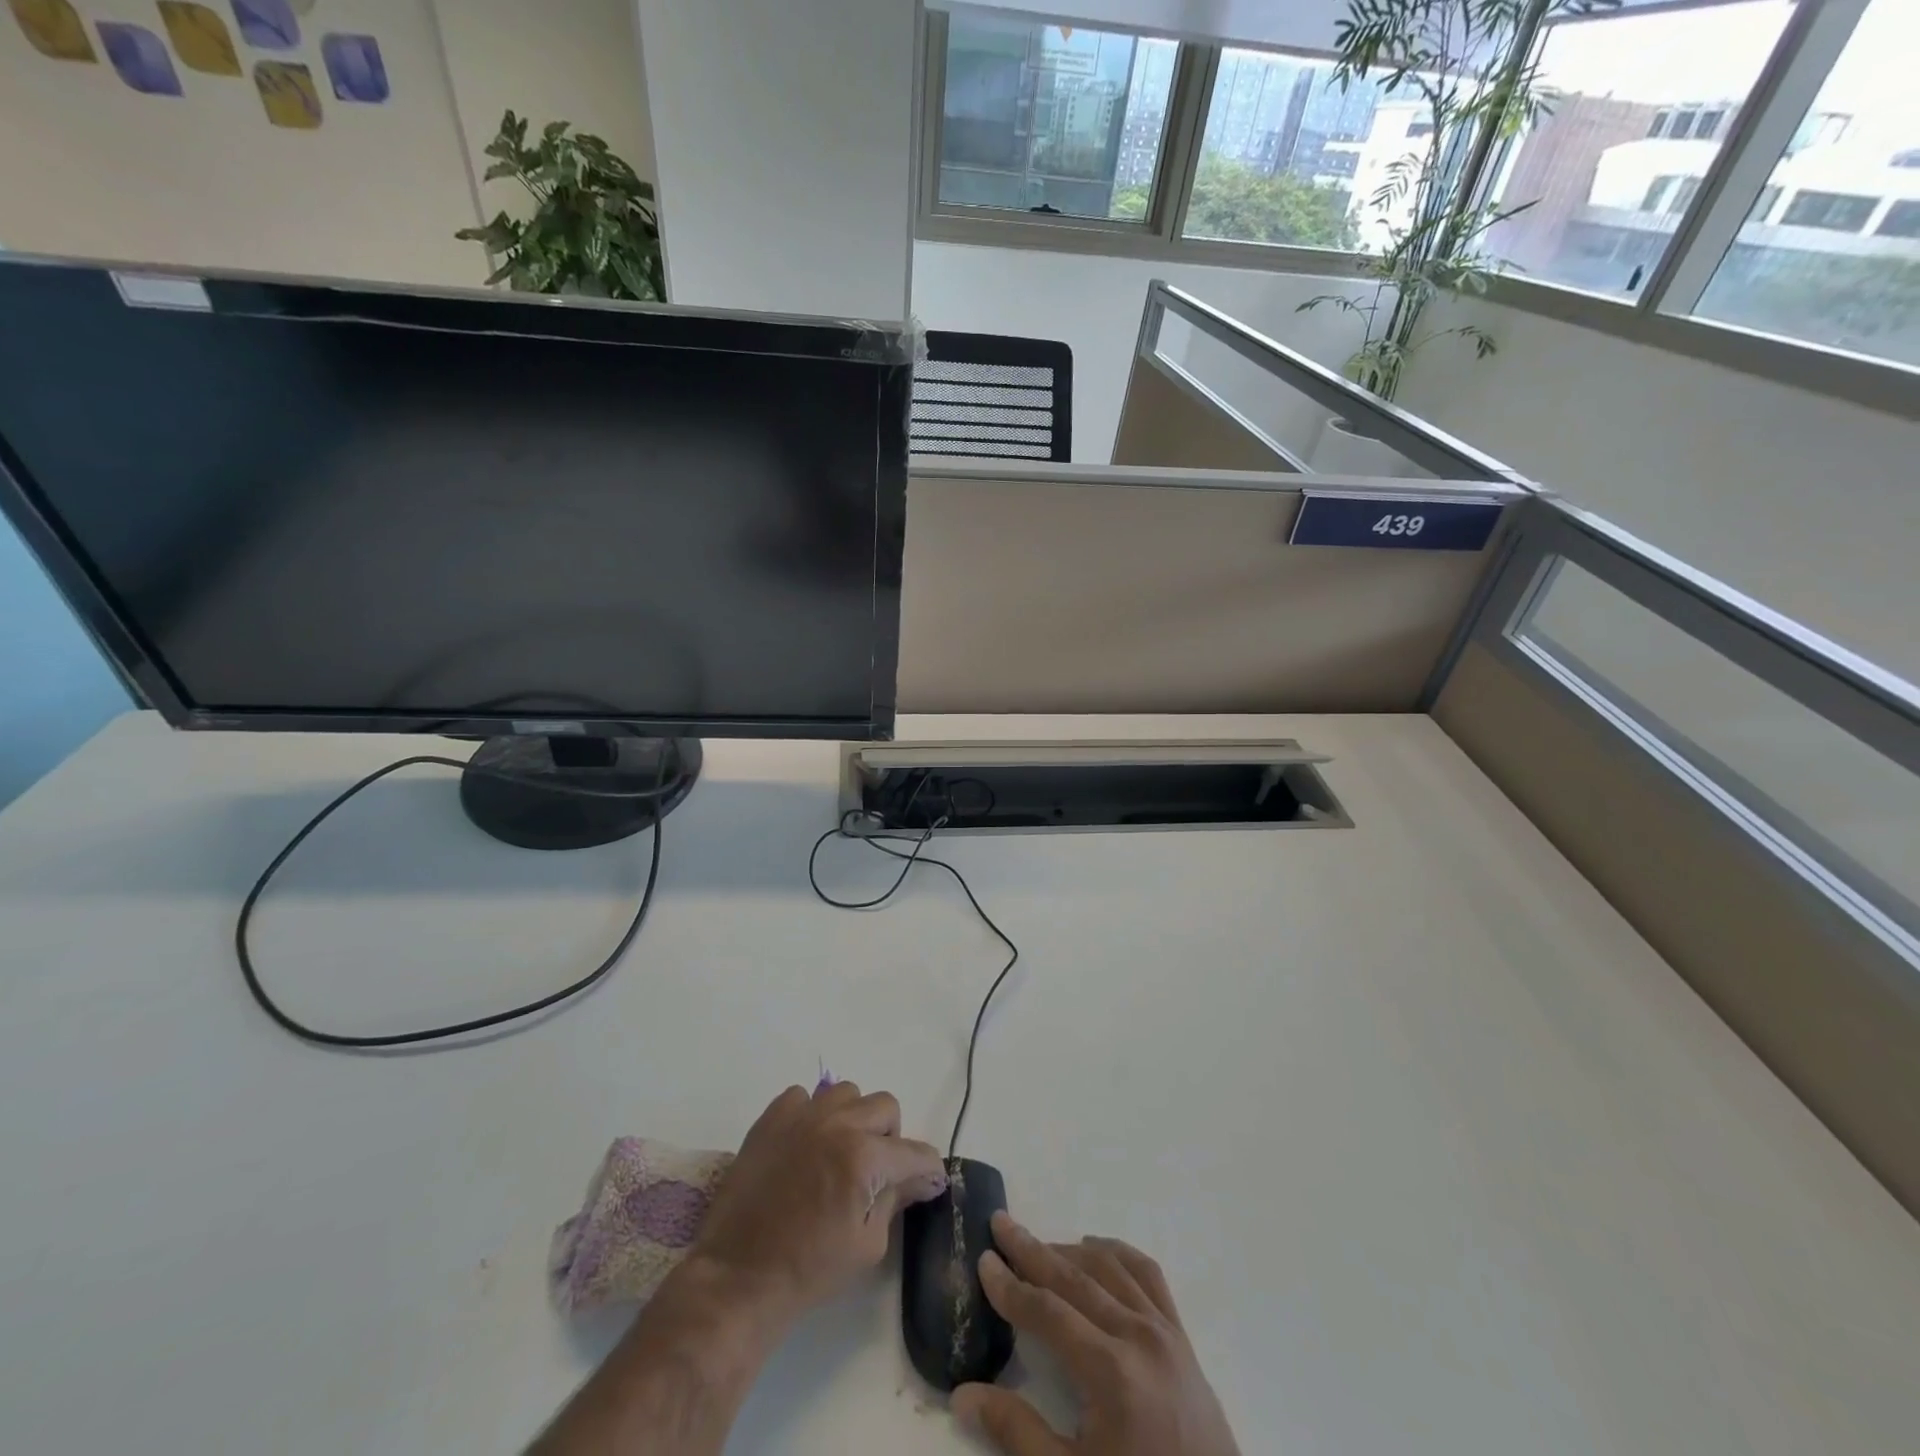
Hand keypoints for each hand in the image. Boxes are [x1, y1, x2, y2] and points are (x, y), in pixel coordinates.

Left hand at [688, 1080, 948, 1329]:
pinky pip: (803, 1096)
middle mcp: (838, 1124)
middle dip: (891, 1139)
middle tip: (876, 1172)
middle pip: (886, 1107)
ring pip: (847, 1093)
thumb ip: (896, 1199)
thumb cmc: (808, 1270)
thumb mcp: (866, 1244)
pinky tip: (805, 1146)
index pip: (915, 1152)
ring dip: (853, 1119)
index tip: (928, 1183)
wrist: (737, 1278)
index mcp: (864, 1158)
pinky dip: (811, 1115)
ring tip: (839, 1153)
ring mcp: (802, 1116)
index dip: (928, 1170)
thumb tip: (922, 1178)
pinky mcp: (771, 1118)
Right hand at [952, 1212, 1239, 1455]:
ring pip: (1109, 1267)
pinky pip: (1148, 1275)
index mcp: (1110, 1371)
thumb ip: (1016, 1431)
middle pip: (1074, 1277)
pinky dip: (1117, 1253)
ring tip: (1037, 1244)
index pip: (1047, 1311)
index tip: (983, 1259)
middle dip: (1032, 1249)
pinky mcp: (1182, 1336)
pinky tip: (1097, 1250)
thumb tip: (962, 1394)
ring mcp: (1164, 1331)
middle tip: (1000, 1222)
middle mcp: (1137, 1335)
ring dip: (1068, 1250)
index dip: (1010, 1286)